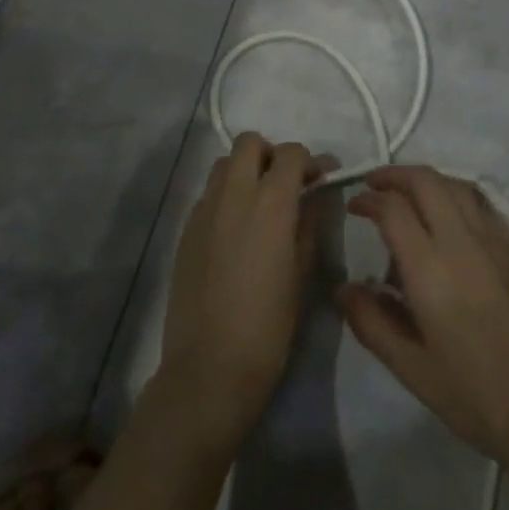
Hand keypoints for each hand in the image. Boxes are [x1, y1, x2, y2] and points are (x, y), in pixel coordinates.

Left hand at [158, 134, 324, 451]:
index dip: (311, 161)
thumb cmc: (270, 324)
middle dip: (272, 155)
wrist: (211, 366)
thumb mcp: (303, 271)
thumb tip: (316, 195)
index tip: (322, 180)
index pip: (291, 153)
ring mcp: (204, 210)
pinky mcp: (186, 230)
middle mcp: (233, 194)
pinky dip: (226, 196)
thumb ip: (310, 222)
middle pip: (249, 143)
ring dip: (245, 171)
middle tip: (287, 186)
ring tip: (260, 205)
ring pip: (223, 164)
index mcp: (270, 202)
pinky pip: (209, 194)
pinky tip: (237, 231)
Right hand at [338, 167, 508, 485]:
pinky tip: (451, 220)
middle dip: (395, 175)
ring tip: (409, 196)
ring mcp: (496, 240)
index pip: (393, 208)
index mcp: (431, 267)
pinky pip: (482, 204)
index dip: (368, 199)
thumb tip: (344, 288)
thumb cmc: (474, 394)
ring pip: (457, 185)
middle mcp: (463, 240)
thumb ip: (371, 322)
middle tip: (375, 185)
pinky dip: (457, 196)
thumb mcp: (411, 368)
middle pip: (426, 181)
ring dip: (427, 181)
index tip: (354, 205)